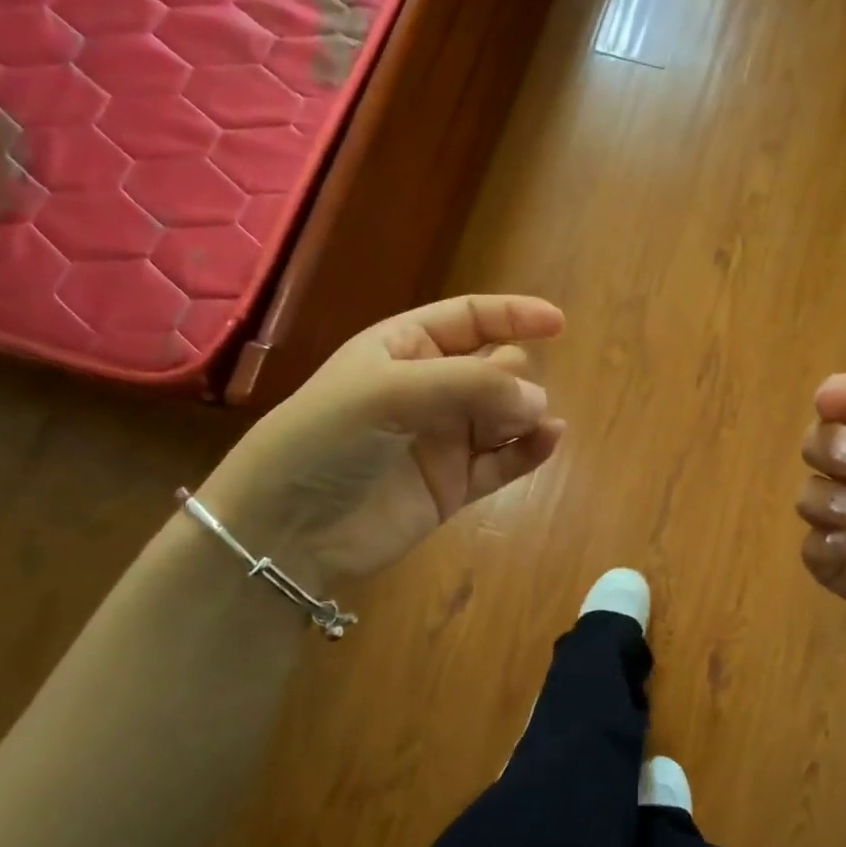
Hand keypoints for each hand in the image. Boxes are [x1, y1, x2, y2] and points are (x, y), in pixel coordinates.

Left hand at [200, 296, 565, 588]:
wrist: (288, 530)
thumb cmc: (327, 440)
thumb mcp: (389, 391)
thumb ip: (469, 385)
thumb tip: (538, 398)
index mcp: (403, 349)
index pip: (468, 319)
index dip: (513, 316)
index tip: (557, 323)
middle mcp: (428, 389)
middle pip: (495, 367)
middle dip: (513, 376)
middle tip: (506, 400)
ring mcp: (444, 439)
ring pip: (506, 414)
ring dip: (526, 412)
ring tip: (529, 424)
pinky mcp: (455, 485)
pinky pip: (505, 460)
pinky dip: (530, 450)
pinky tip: (548, 440)